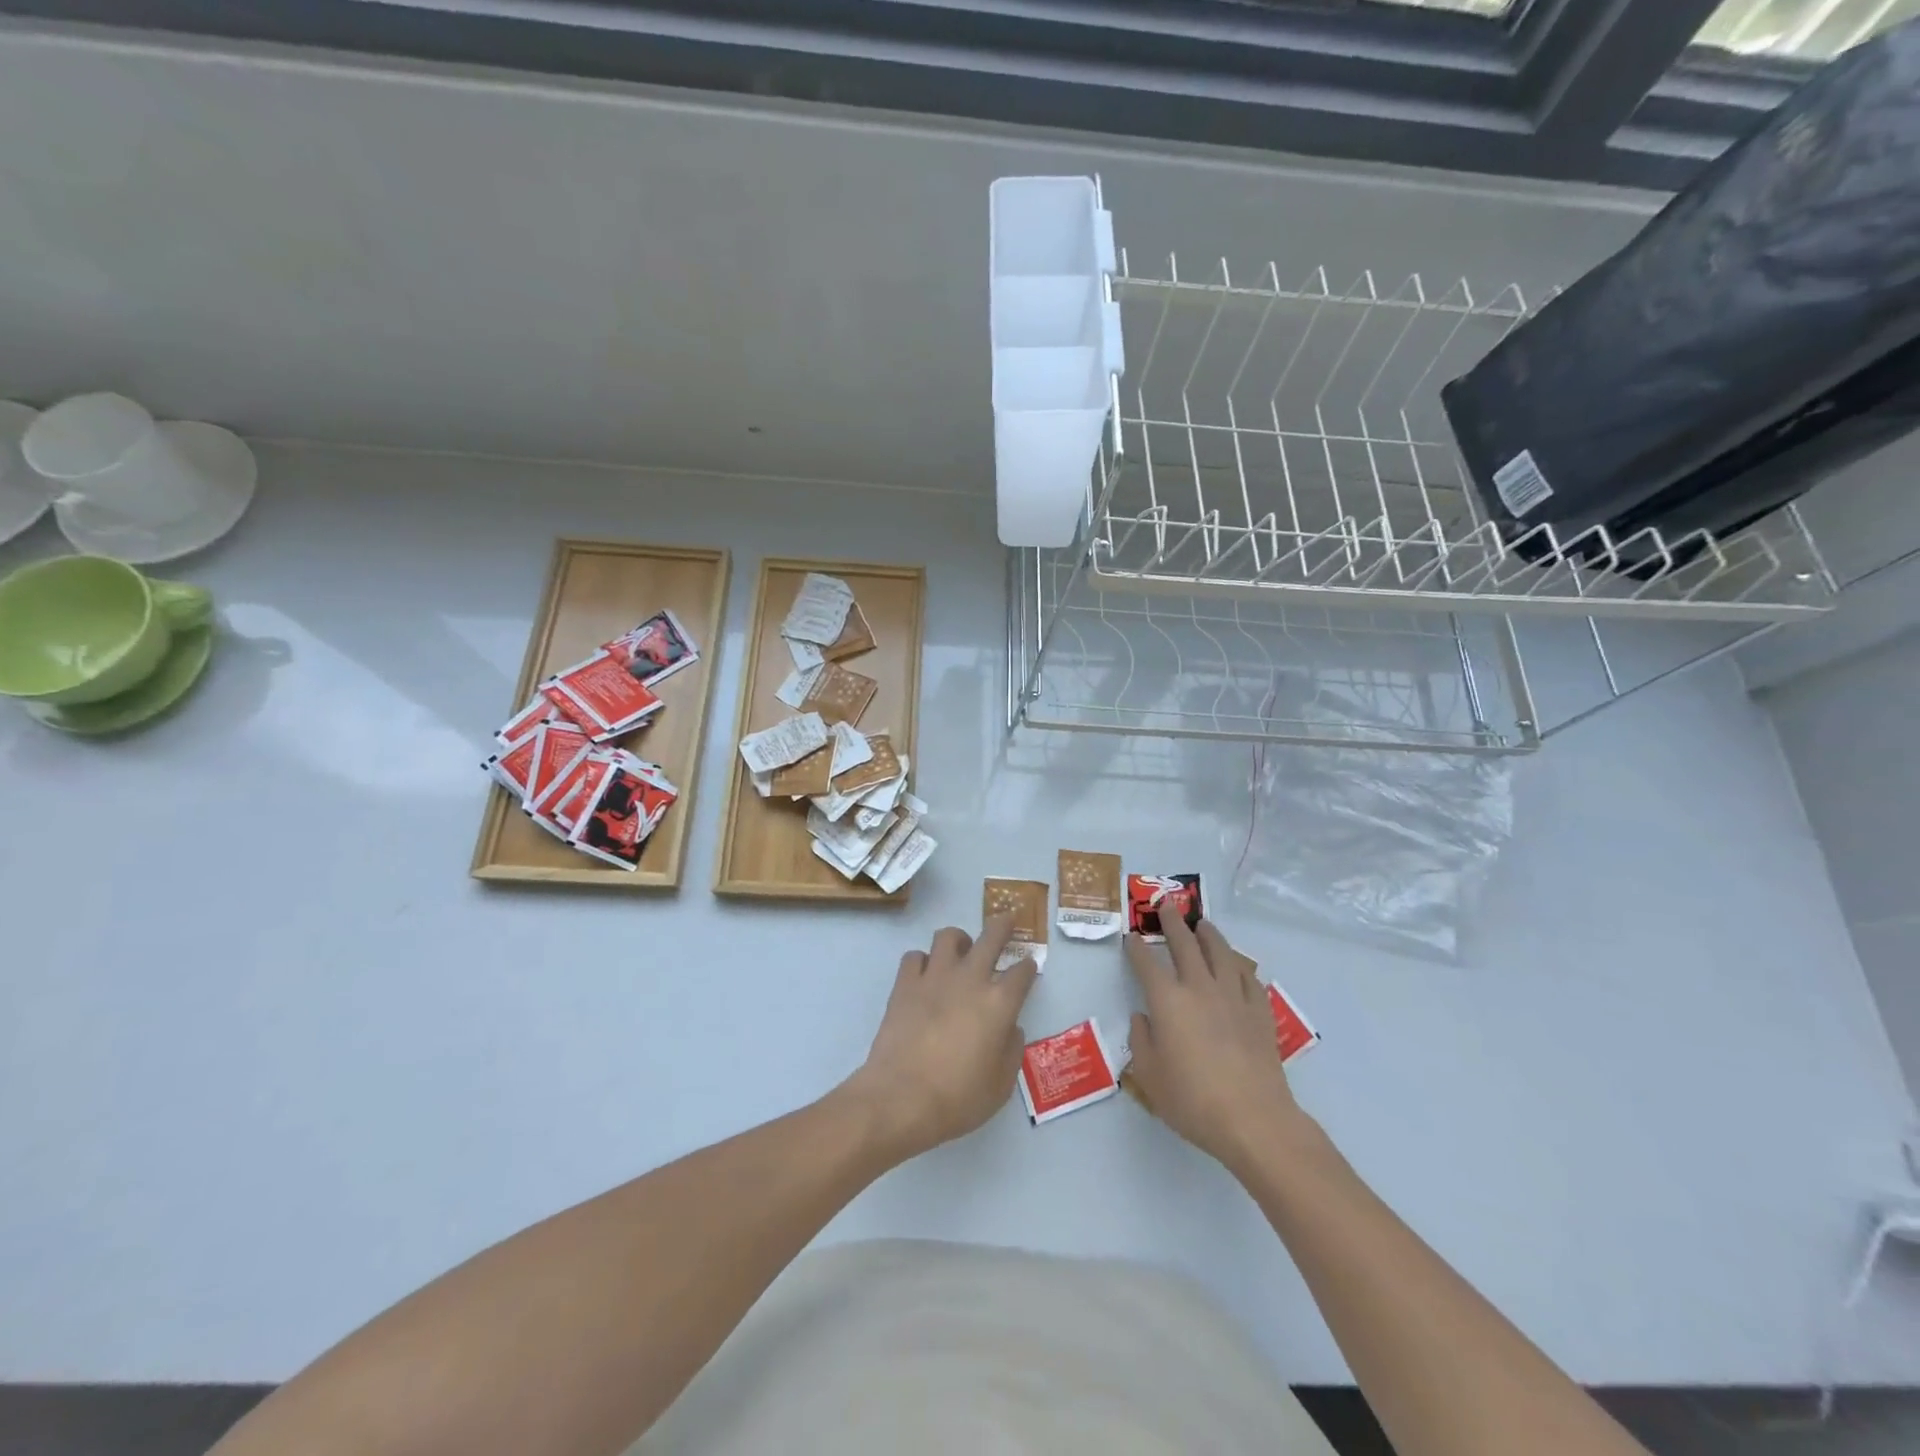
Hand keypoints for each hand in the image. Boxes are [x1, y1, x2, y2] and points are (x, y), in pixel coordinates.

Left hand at [843, 916, 1039, 1161]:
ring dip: (959, 939)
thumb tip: (1010, 1028)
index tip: (1029, 966)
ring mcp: (935, 977)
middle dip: (1003, 925)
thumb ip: (1011, 1051)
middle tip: (1006, 921)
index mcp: (1000, 1003)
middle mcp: (970, 979)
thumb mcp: (1001, 1085)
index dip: (1028, 967)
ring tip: (960, 950)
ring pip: (949, 936)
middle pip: (991, 936)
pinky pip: (914, 956)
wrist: (901, 1098)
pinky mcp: (905, 983)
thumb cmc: (958, 1099)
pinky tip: (924, 975)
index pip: (1022, 972)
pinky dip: (922, 961)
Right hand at [1124, 914, 1311, 1175]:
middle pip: (1184, 944)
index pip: (1146, 963)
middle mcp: (1199, 987)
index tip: (1131, 937)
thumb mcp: (1149, 1076)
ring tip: (1203, 924)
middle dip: (1172, 922)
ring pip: (1220, 952)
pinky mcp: (1259, 1011)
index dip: (1136, 948)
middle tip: (1167, 905)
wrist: (1254, 1119)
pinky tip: (1236, 966)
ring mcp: (1233, 996)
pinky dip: (1238, 966)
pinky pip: (1248, 977)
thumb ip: (1141, 1040)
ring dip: (1208, 934)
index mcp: (1167, 1000)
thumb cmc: (1193, 1100)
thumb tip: (1144, 1018)